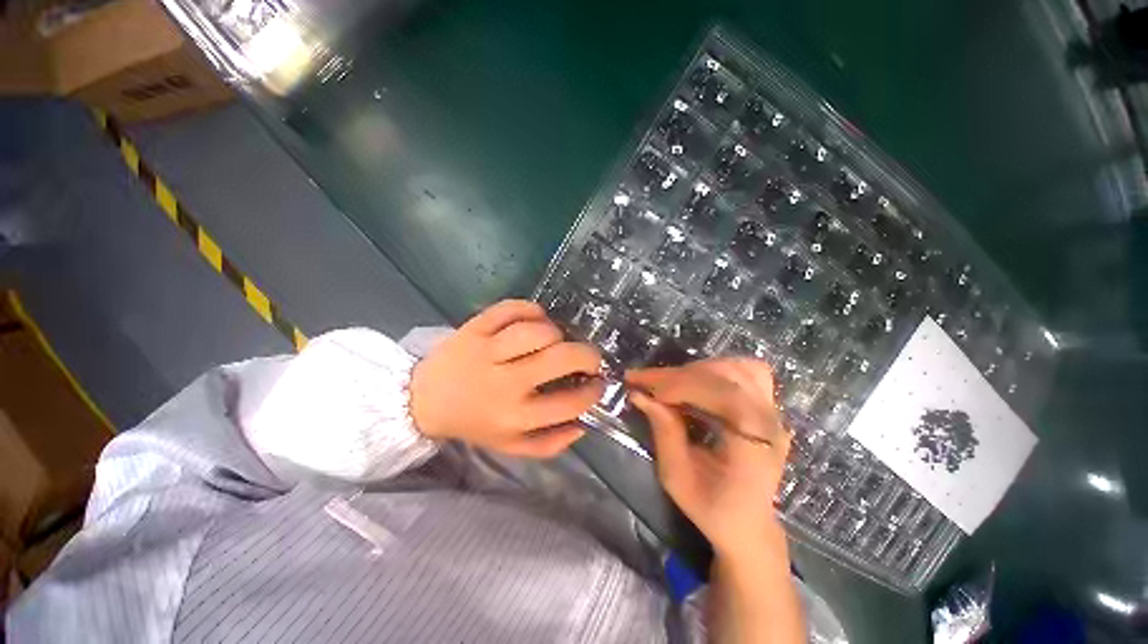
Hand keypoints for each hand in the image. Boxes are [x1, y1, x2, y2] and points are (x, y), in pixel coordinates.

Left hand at [410, 300, 604, 457]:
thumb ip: (549, 444)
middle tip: (589, 357)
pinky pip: (510, 309)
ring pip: (537, 331)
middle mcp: (504, 384)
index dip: (593, 391)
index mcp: (515, 417)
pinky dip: (530, 309)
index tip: (597, 383)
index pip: (570, 402)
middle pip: (560, 358)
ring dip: (555, 332)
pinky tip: (535, 318)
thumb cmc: (473, 423)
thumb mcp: (511, 446)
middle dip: (587, 355)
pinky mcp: (474, 328)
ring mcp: (487, 352)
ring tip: (555, 340)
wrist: (423, 401)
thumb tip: (582, 425)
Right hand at [626, 358, 790, 558]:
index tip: (642, 386)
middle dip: (678, 375)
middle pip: (725, 377)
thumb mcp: (678, 478)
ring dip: (696, 370)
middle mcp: (769, 421)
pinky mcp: (767, 406)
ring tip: (668, 383)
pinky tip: (695, 381)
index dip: (678, 385)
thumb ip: (664, 432)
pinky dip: (716, 369)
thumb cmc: (712, 509)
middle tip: (643, 381)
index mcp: (754, 444)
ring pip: (736, 368)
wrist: (748, 525)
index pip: (721, 395)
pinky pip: (746, 371)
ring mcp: (773, 412)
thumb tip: (640, 395)